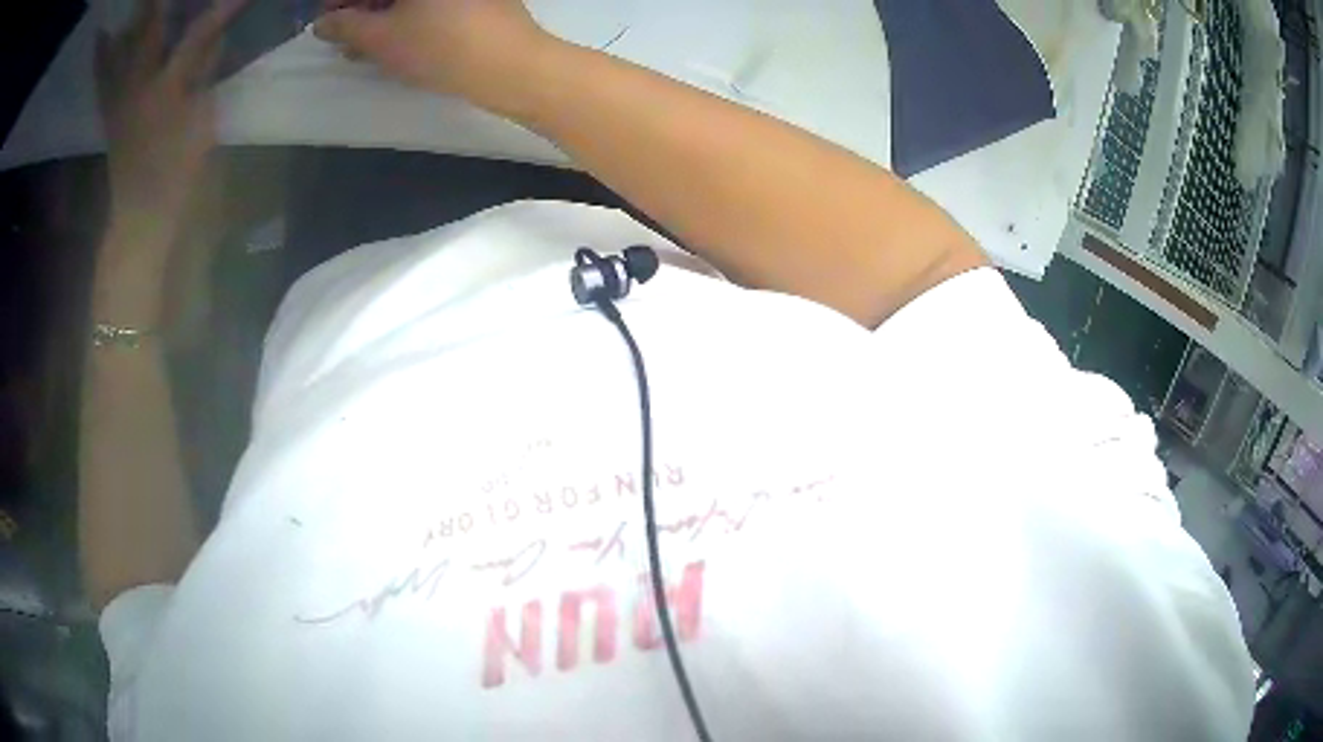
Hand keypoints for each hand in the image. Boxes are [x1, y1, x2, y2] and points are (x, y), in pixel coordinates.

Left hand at [96, 0, 246, 244]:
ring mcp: (120, 100)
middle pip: (148, 32)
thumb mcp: (201, 125)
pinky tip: (105, 40)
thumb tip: (216, 41)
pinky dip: (102, 57)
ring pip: (121, 51)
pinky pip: (103, 78)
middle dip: (156, 5)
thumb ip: (206, 78)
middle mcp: (139, 86)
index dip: (219, 10)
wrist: (140, 217)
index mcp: (166, 89)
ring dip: (128, 24)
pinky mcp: (110, 114)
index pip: (197, 35)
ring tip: (134, 3)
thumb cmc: (176, 173)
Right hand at [314, 0, 550, 108]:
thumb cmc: (442, 47)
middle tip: (342, 35)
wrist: (514, 65)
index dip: (341, 1)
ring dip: (382, 13)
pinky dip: (409, 14)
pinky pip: (432, 2)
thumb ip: (347, 27)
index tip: (326, 20)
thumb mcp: (383, 39)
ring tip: (363, 45)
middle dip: (362, 7)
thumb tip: (324, 23)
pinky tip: (395, 39)